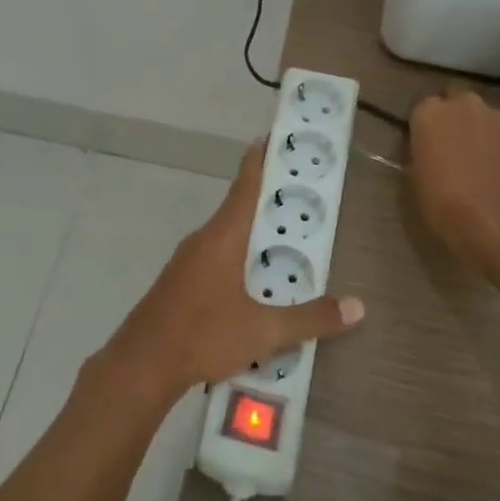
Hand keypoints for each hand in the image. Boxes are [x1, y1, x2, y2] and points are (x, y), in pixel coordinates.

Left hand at [99, 141, 364, 403]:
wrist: (141, 364)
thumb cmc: (203, 335)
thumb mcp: (264, 331)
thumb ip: (311, 318)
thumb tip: (358, 307)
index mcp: (222, 237)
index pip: (246, 185)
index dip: (261, 159)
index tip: (272, 136)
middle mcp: (203, 240)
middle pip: (239, 209)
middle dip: (269, 202)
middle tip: (302, 197)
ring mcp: (187, 261)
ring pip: (227, 237)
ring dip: (254, 235)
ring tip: (288, 243)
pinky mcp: (179, 283)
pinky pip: (216, 258)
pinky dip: (239, 259)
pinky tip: (255, 284)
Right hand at [407, 89, 499, 282]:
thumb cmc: (445, 205)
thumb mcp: (415, 179)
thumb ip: (421, 152)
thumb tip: (428, 149)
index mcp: (430, 113)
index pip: (423, 108)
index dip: (426, 127)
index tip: (427, 145)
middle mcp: (466, 104)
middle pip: (458, 104)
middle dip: (456, 121)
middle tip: (454, 150)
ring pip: (487, 118)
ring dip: (483, 132)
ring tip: (483, 164)